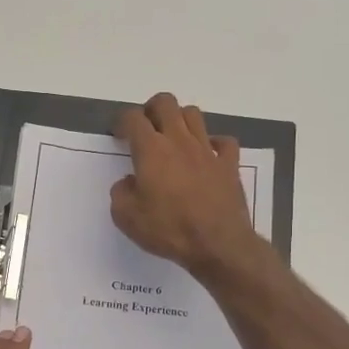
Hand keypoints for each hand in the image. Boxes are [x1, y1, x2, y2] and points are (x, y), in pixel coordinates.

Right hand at [111, 93, 261, 278]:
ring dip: (180, 120)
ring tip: (173, 139)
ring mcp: (207, 150)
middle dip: (151, 109)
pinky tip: (206, 155)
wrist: (218, 244)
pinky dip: (213, 143)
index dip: (122, 122)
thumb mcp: (126, 218)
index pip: (133, 118)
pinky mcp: (229, 164)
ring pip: (194, 114)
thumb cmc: (168, 230)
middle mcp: (179, 141)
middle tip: (146, 129)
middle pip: (166, 103)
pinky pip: (223, 141)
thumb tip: (128, 182)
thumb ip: (120, 193)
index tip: (119, 136)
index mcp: (151, 150)